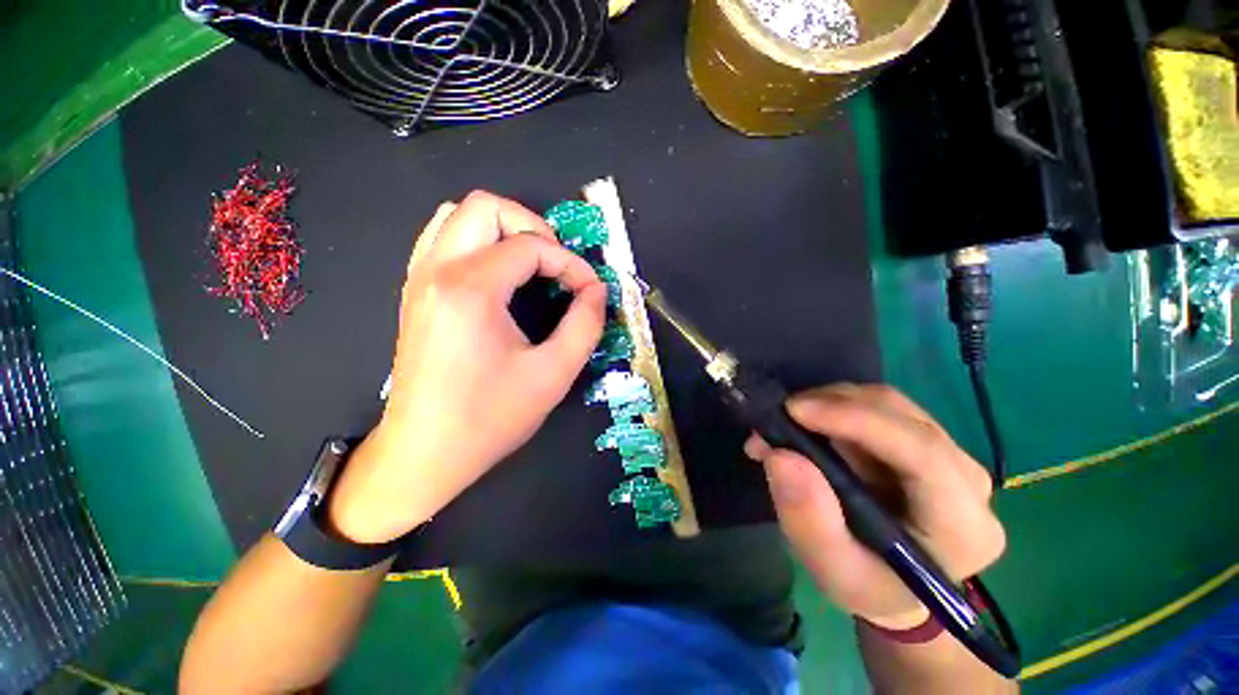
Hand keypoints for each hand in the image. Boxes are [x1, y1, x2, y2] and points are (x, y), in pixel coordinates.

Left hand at [329, 191, 607, 542]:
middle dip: (533, 227)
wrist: (425, 451)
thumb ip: (585, 324)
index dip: (570, 263)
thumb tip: (597, 290)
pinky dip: (477, 242)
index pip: (532, 246)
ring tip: (530, 264)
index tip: (589, 290)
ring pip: (457, 215)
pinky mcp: (415, 292)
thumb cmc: (490, 417)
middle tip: (556, 265)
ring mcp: (419, 279)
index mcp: (471, 290)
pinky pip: (442, 239)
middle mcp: (438, 271)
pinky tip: (498, 275)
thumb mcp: (554, 373)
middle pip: (485, 206)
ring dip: (502, 229)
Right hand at [745, 384, 1004, 628]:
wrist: (894, 586)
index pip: (921, 452)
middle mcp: (968, 480)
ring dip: (829, 403)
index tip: (795, 410)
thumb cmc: (868, 585)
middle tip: (778, 417)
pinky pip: (879, 407)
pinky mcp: (926, 441)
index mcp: (962, 525)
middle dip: (832, 405)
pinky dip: (835, 407)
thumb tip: (780, 455)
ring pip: (888, 403)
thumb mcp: (832, 570)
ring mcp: (951, 455)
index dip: (857, 420)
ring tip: (786, 422)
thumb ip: (808, 519)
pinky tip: (808, 423)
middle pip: (901, 416)